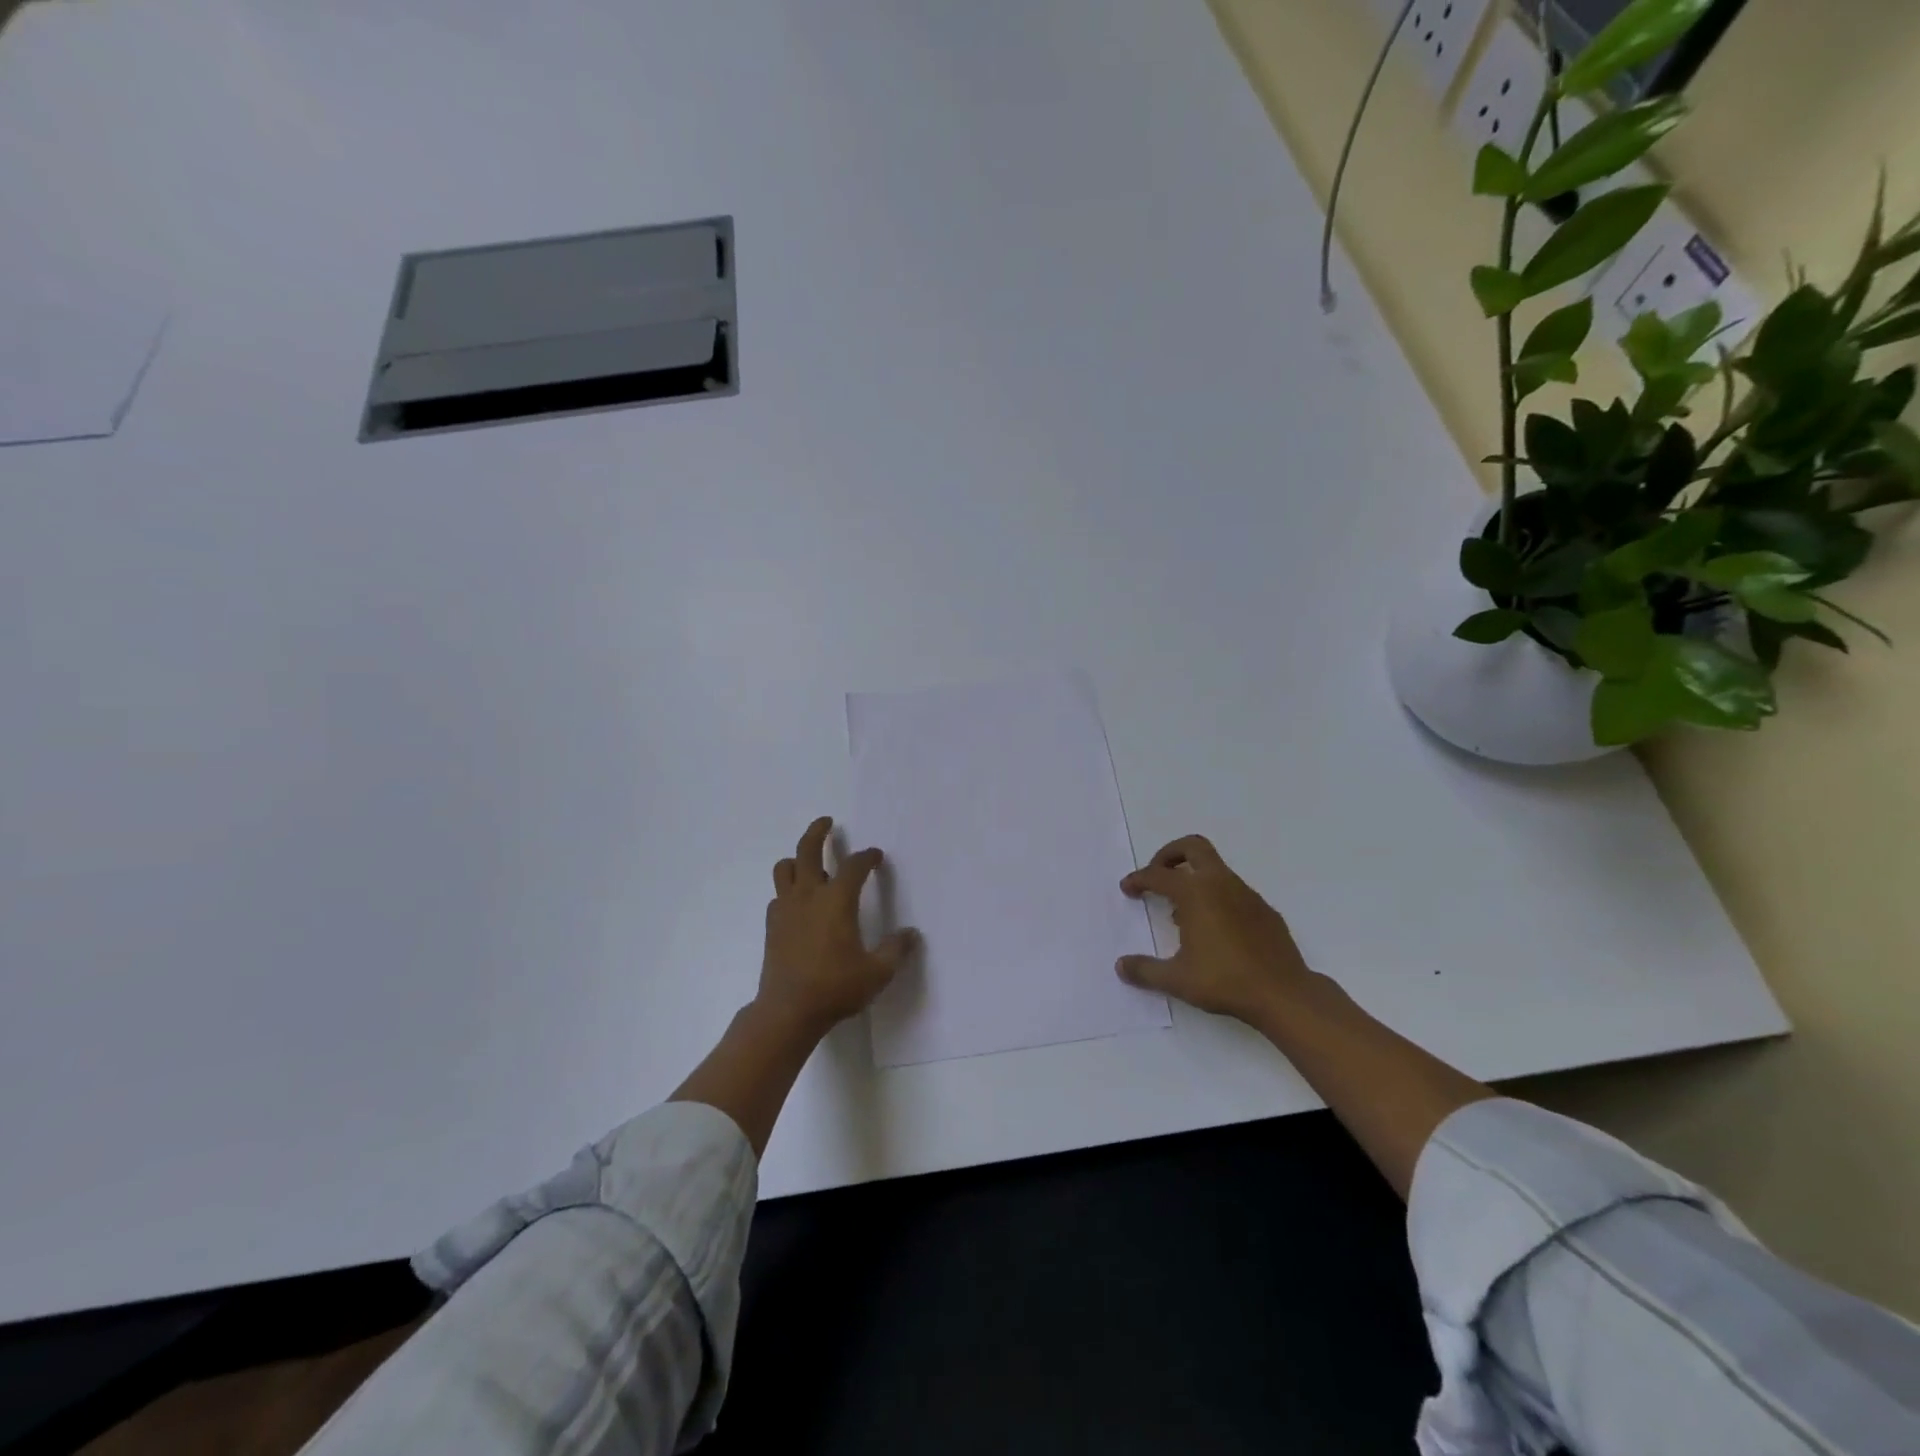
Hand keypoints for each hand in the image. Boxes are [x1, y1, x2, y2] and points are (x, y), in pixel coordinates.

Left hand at [757, 816, 917, 1036]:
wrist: (787, 1011)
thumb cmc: (835, 987)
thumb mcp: (877, 973)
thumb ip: (896, 950)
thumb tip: (912, 934)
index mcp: (837, 900)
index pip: (855, 866)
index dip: (867, 857)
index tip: (875, 856)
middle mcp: (809, 895)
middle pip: (808, 849)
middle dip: (818, 832)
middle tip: (827, 822)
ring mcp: (786, 908)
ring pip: (785, 868)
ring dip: (797, 859)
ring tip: (808, 862)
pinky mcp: (772, 925)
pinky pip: (778, 895)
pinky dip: (788, 890)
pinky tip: (798, 903)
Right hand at [1116, 835, 1320, 1023]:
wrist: (1285, 994)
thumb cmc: (1225, 981)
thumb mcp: (1177, 979)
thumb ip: (1145, 970)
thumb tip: (1121, 966)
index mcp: (1195, 893)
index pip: (1158, 875)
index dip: (1138, 879)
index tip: (1127, 889)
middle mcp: (1221, 884)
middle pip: (1193, 847)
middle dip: (1170, 854)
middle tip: (1157, 875)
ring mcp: (1247, 895)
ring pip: (1215, 870)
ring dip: (1194, 880)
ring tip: (1181, 914)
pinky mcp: (1265, 911)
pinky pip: (1234, 892)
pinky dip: (1217, 898)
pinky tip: (1214, 931)